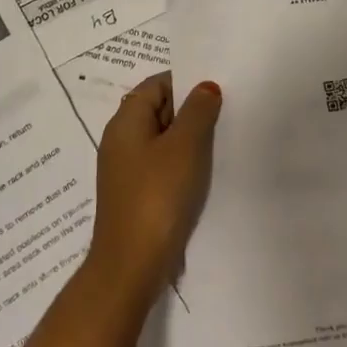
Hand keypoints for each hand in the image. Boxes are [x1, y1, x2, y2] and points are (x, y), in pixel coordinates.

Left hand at [87, 73, 219, 297]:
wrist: (131, 265)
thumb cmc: (157, 196)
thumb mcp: (184, 147)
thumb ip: (197, 111)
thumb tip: (205, 86)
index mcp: (125, 121)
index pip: (156, 84)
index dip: (186, 82)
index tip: (217, 88)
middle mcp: (120, 140)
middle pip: (158, 109)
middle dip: (190, 109)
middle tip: (226, 112)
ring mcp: (126, 169)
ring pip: (162, 139)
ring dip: (189, 138)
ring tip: (221, 141)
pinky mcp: (135, 194)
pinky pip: (161, 165)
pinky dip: (181, 163)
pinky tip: (204, 173)